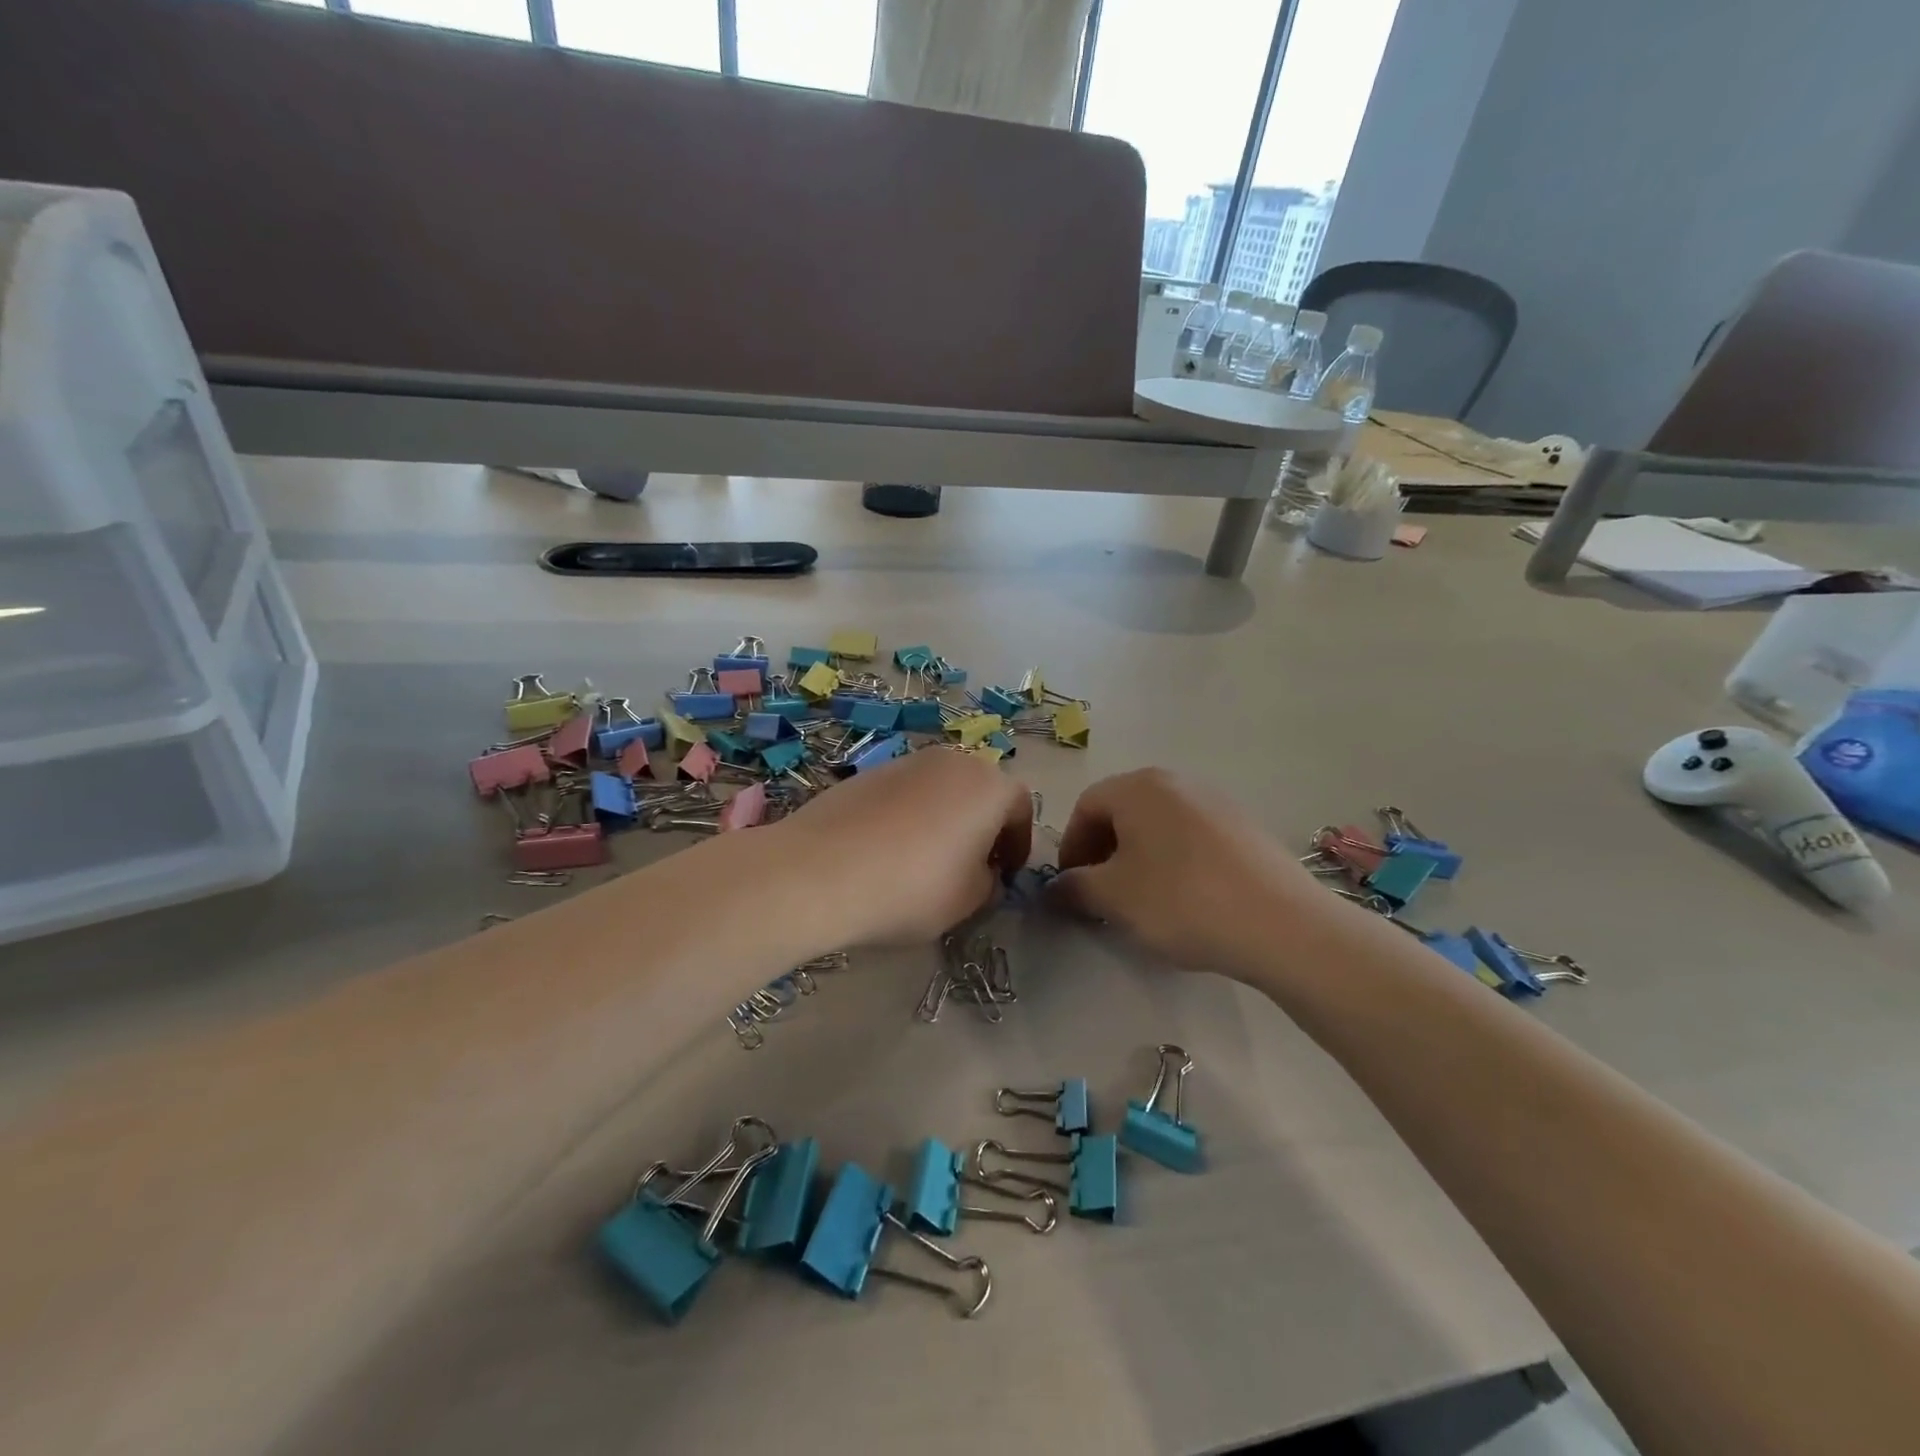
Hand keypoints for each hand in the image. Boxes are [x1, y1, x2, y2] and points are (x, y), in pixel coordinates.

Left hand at [777, 748, 1032, 944]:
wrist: (820, 871)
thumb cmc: (913, 887)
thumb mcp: (969, 900)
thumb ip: (989, 882)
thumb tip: (983, 873)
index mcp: (988, 785)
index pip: (1020, 808)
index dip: (1019, 845)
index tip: (1006, 875)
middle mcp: (952, 761)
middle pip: (980, 791)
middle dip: (982, 826)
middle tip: (971, 866)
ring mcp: (906, 761)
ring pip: (941, 789)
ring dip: (945, 818)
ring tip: (926, 860)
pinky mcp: (867, 772)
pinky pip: (904, 793)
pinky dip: (909, 816)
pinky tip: (887, 851)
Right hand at [1049, 768, 1325, 976]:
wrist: (1281, 924)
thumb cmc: (1181, 900)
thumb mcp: (1112, 898)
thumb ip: (1073, 887)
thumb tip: (1057, 887)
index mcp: (1138, 787)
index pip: (1086, 806)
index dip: (1071, 847)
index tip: (1072, 887)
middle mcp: (1176, 781)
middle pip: (1123, 812)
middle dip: (1104, 853)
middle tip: (1102, 895)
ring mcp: (1216, 802)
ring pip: (1158, 826)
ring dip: (1138, 858)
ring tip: (1143, 900)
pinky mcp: (1245, 828)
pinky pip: (1192, 838)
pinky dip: (1174, 862)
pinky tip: (1186, 900)